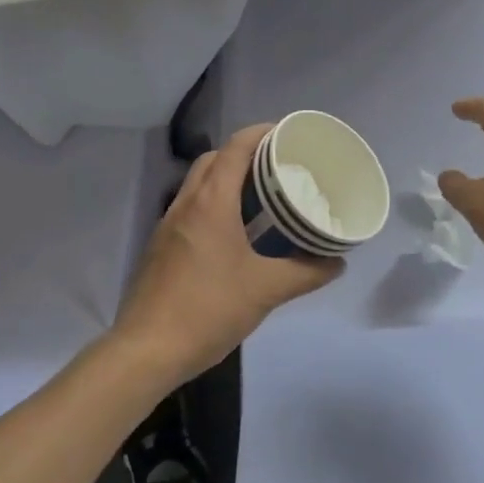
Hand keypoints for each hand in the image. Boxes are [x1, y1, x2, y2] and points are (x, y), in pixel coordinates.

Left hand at [111, 124, 340, 385]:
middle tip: (277, 166)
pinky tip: (233, 232)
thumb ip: (305, 273)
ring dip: (226, 178)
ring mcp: (168, 224)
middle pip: (214, 159)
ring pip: (198, 183)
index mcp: (211, 202)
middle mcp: (186, 203)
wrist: (146, 350)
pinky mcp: (160, 246)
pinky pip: (190, 207)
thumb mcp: (265, 291)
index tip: (288, 134)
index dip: (261, 132)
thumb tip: (337, 262)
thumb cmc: (208, 309)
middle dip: (244, 153)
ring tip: (259, 196)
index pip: (235, 147)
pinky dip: (212, 203)